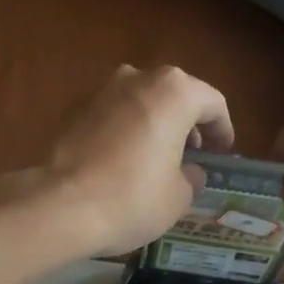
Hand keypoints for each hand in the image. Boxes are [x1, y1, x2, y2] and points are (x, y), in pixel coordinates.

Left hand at [22, 65, 235, 258]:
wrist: (60, 205)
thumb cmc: (132, 198)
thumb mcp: (178, 197)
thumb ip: (191, 177)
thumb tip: (188, 172)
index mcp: (175, 92)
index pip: (212, 103)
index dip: (223, 130)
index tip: (223, 153)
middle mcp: (138, 78)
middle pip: (174, 95)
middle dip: (187, 123)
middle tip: (194, 153)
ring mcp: (101, 90)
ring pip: (141, 102)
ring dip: (155, 123)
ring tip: (158, 157)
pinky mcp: (73, 109)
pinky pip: (112, 115)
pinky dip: (125, 131)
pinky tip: (123, 160)